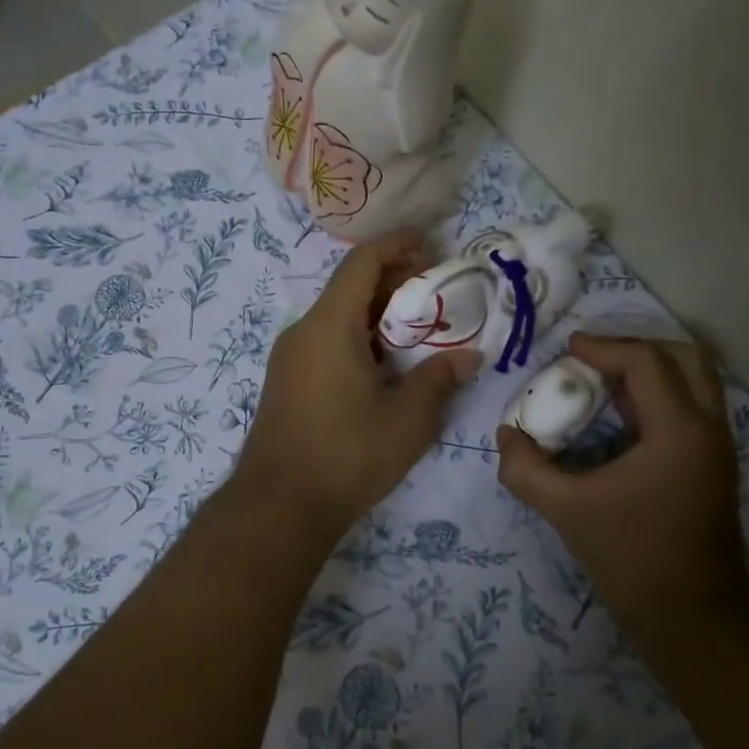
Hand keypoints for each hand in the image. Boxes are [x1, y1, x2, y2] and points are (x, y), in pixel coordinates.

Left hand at [235, 232, 479, 539]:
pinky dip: (357, 336)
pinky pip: (325, 341)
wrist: (279, 505)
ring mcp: (289, 357)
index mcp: (330, 326)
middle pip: (348, 287)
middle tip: (435, 290)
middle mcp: (303, 331)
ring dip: (376, 312)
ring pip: (336, 316)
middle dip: (392, 280)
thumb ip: (439, 379)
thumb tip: (468, 356)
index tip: (429, 243)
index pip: (362, 263)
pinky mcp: (286, 381)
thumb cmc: (347, 455)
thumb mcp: (407, 419)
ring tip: (417, 326)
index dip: (396, 245)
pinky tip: (384, 362)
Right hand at [497, 334, 748, 624]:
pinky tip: (619, 417)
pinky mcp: (712, 466)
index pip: (646, 362)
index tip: (566, 350)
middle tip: (592, 359)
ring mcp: (717, 448)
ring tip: (602, 382)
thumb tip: (506, 436)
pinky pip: (690, 408)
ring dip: (650, 370)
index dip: (603, 348)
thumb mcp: (566, 510)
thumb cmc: (631, 558)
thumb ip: (525, 469)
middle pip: (686, 357)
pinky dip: (658, 397)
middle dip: (636, 347)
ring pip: (695, 381)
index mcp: (679, 431)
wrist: (691, 617)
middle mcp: (708, 429)